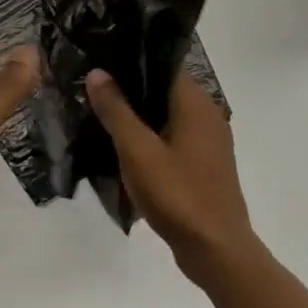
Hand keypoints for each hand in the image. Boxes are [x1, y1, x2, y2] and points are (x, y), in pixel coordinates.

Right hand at [85, 67, 255, 278]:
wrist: (215, 250)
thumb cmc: (177, 194)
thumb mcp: (138, 151)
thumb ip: (116, 110)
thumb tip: (98, 72)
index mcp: (196, 104)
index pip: (164, 64)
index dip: (133, 59)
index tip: (101, 58)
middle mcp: (208, 115)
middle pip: (165, 89)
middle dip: (131, 87)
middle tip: (92, 85)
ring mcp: (208, 142)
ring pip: (168, 115)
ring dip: (139, 114)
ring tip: (101, 112)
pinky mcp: (203, 164)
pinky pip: (173, 137)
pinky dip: (150, 136)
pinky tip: (124, 146)